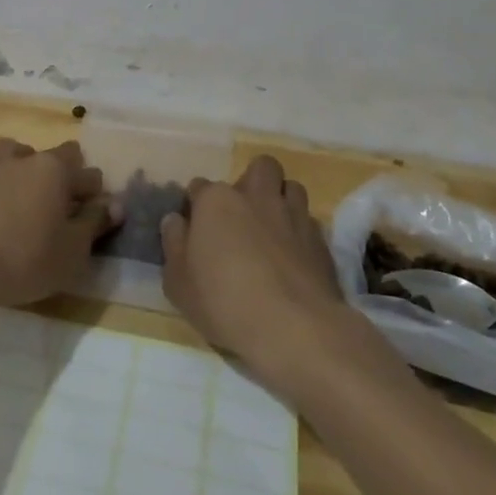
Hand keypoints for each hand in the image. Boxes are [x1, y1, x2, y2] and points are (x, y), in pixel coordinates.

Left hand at [0, 139, 112, 308]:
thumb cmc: (31, 256)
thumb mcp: (74, 248)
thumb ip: (95, 222)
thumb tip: (115, 204)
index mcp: (57, 168)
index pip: (90, 174)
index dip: (97, 196)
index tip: (96, 220)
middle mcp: (30, 159)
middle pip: (58, 156)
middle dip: (69, 175)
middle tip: (69, 209)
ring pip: (24, 155)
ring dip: (35, 170)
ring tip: (37, 200)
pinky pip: (4, 175)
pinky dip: (12, 185)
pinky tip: (14, 212)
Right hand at [161, 155, 350, 384]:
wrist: (293, 327)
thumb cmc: (223, 302)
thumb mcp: (178, 282)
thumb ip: (174, 244)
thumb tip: (175, 220)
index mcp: (217, 201)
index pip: (200, 186)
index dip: (197, 205)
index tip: (196, 227)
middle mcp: (256, 197)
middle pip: (260, 167)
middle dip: (252, 181)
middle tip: (243, 213)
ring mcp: (293, 215)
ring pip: (291, 187)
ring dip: (281, 199)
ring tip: (272, 227)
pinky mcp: (321, 240)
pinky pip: (310, 221)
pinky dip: (301, 231)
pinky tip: (294, 255)